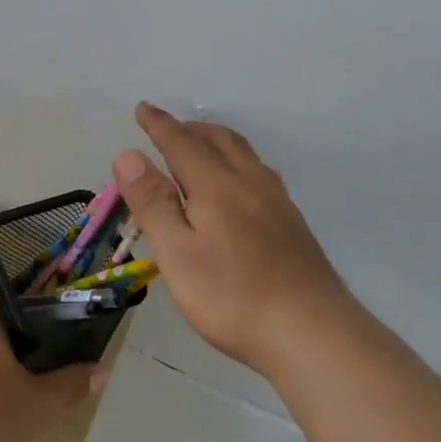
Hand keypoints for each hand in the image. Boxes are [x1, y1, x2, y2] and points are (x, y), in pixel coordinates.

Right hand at [115, 103, 399, 378]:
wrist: (311, 332)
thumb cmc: (232, 297)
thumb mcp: (177, 254)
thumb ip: (153, 203)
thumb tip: (129, 155)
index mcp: (217, 186)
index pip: (182, 143)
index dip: (159, 124)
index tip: (143, 108)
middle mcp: (250, 183)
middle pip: (219, 139)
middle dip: (190, 128)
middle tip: (167, 129)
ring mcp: (277, 202)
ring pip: (244, 154)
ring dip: (216, 140)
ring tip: (199, 148)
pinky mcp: (292, 223)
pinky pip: (259, 172)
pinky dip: (237, 161)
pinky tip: (238, 186)